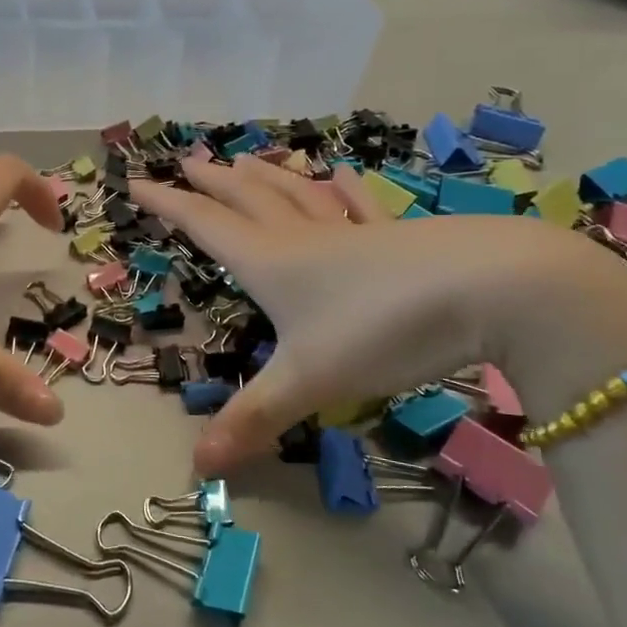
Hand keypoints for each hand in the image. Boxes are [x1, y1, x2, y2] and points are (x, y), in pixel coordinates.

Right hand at [136, 157, 626, 475]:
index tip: (138, 182)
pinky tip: (341, 173)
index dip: (169, 205)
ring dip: (268, 176)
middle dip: (213, 182)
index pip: (205, 226)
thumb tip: (197, 468)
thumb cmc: (380, 329)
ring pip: (298, 195)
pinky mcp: (397, 235)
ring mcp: (352, 232)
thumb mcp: (309, 381)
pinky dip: (344, 189)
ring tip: (248, 158)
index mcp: (270, 263)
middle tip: (188, 160)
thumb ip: (254, 420)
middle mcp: (302, 238)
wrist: (487, 288)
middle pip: (247, 199)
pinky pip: (360, 205)